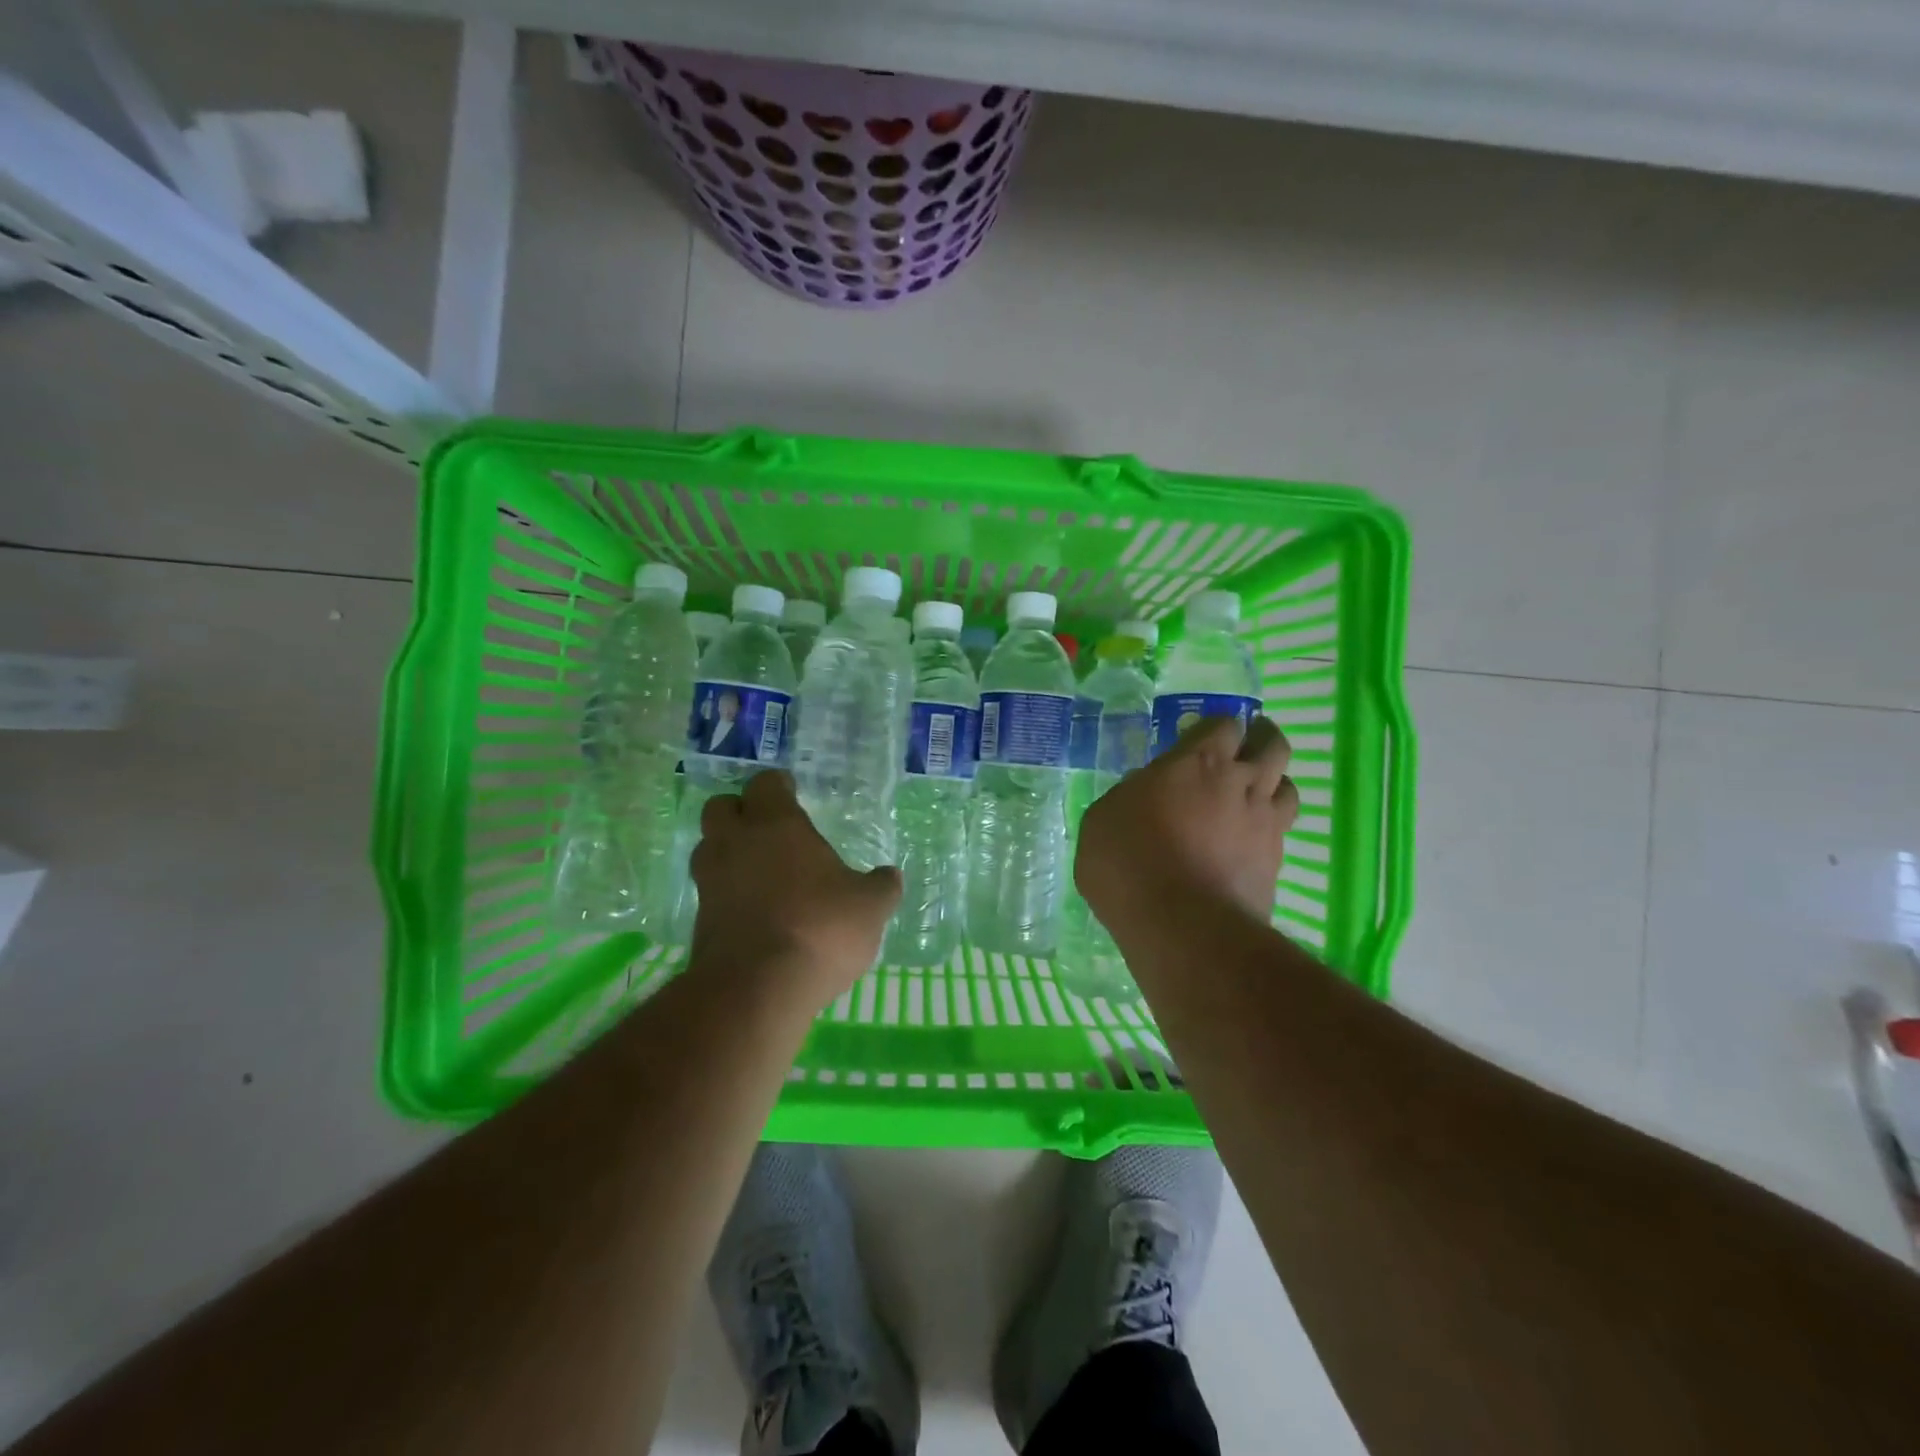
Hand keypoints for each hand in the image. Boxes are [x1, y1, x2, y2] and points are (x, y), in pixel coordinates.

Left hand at [689, 771, 901, 1005]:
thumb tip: (890, 877)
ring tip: (758, 868)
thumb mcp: (869, 907)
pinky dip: (727, 892)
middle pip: (721, 808)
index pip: (766, 784)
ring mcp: (711, 882)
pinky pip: (710, 891)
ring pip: (708, 848)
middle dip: (740, 811)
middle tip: (767, 827)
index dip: (778, 785)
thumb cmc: (820, 928)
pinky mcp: (699, 920)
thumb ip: (880, 887)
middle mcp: (736, 843)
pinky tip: (753, 909)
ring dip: (728, 851)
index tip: (791, 791)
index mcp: (777, 825)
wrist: (756, 989)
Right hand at [1076, 715, 1296, 924]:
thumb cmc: (1128, 861)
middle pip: (1272, 745)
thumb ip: (1131, 795)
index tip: (1202, 737)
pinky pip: (1281, 832)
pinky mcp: (1276, 863)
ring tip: (1254, 793)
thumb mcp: (1104, 818)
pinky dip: (1268, 829)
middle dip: (1261, 739)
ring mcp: (1265, 823)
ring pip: (1288, 787)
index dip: (1217, 727)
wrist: (1181, 927)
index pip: (1224, 724)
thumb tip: (1146, 793)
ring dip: (1273, 783)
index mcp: (1198, 762)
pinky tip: (1249, 842)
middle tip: (1246, 745)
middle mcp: (1241, 782)